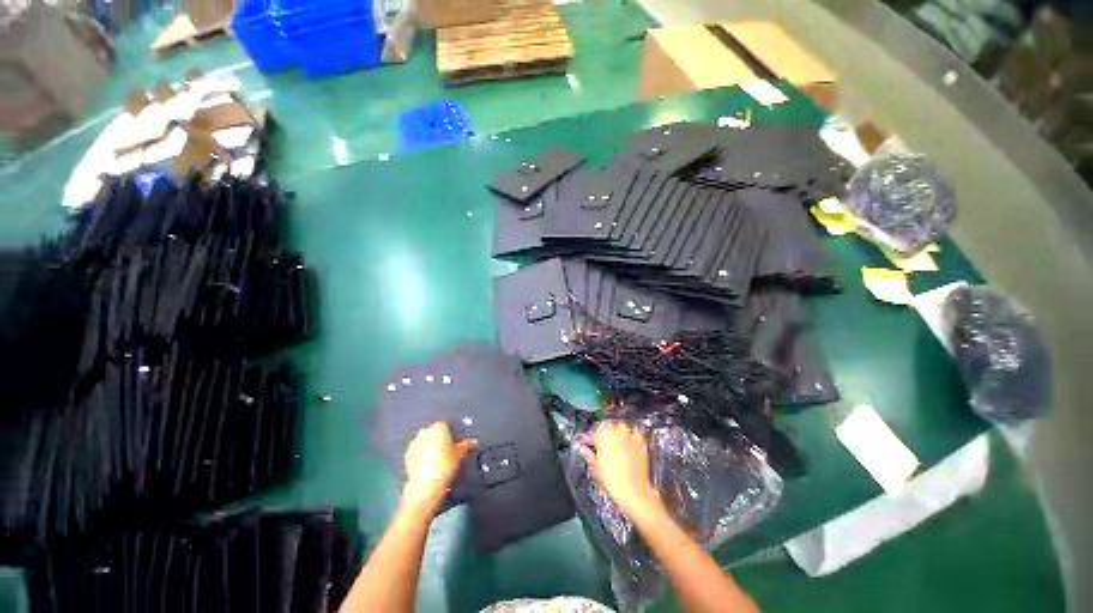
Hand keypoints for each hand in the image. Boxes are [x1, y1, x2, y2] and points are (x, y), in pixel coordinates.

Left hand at [402, 422, 475, 508]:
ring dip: (428, 446)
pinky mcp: (406, 454)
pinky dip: (420, 455)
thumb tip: (474, 441)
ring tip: (435, 459)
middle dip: (438, 439)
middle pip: (433, 432)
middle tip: (445, 451)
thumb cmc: (445, 464)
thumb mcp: (460, 453)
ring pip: (424, 441)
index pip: (446, 426)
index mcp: (439, 427)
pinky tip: (426, 464)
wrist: (426, 484)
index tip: (453, 443)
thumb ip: (466, 444)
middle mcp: (425, 431)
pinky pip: (416, 451)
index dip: (450, 434)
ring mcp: (414, 442)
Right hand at [578, 422, 661, 517]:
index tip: (586, 444)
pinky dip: (632, 435)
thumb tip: (582, 449)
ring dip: (617, 432)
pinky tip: (629, 442)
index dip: (588, 440)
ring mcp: (630, 436)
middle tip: (600, 445)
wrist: (634, 491)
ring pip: (621, 427)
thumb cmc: (614, 482)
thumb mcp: (595, 469)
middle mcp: (616, 432)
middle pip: (607, 426)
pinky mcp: (641, 442)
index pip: (592, 434)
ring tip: (614, 442)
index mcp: (602, 436)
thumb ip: (588, 455)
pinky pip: (636, 432)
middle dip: (602, 434)